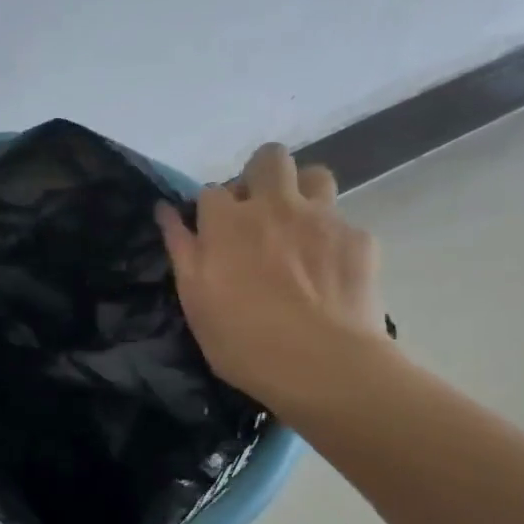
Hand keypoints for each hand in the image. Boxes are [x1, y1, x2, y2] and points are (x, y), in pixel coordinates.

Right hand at [156, 144, 389, 415]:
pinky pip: (343, 222)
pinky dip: (332, 239)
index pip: (210, 191)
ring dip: (302, 193)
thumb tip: (164, 211)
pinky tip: (328, 272)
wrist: (321, 364)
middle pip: (268, 158)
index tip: (212, 236)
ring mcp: (322, 217)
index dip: (210, 211)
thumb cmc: (242, 340)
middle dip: (259, 177)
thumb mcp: (194, 301)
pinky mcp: (359, 238)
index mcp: (227, 221)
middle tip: (258, 216)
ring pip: (314, 175)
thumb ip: (181, 249)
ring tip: (297, 229)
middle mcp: (274, 205)